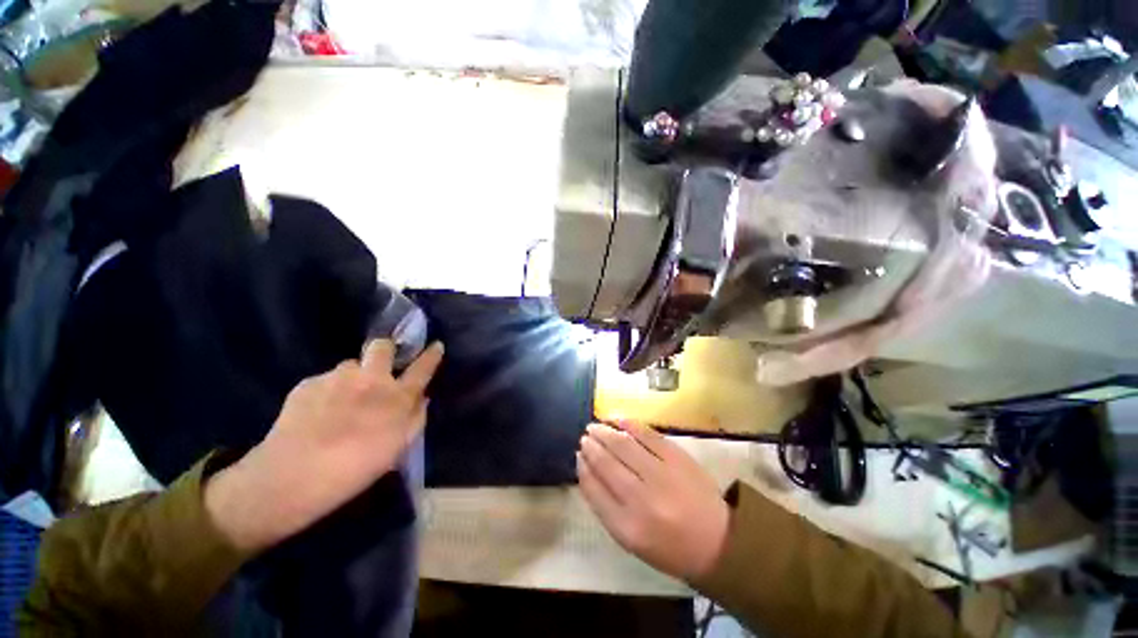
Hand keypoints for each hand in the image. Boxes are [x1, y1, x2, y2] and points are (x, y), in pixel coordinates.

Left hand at [205, 340, 443, 551]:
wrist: (294, 477)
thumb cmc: (356, 468)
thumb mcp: (398, 447)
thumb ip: (415, 418)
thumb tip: (422, 398)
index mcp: (397, 396)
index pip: (422, 368)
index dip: (431, 355)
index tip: (436, 345)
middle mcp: (371, 379)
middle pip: (382, 347)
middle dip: (385, 350)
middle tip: (378, 369)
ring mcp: (338, 378)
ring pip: (350, 365)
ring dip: (352, 377)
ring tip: (340, 402)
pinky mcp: (308, 383)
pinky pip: (325, 380)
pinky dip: (327, 391)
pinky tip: (317, 414)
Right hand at [577, 421, 729, 580]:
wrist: (717, 541)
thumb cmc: (669, 545)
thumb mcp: (631, 538)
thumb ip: (605, 506)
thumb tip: (586, 469)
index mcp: (627, 527)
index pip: (594, 489)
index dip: (583, 468)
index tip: (578, 455)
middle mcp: (641, 500)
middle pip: (607, 464)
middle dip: (592, 446)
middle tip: (585, 436)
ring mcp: (661, 475)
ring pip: (623, 446)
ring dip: (605, 432)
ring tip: (594, 426)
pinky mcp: (677, 458)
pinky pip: (647, 435)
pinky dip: (628, 424)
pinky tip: (616, 419)